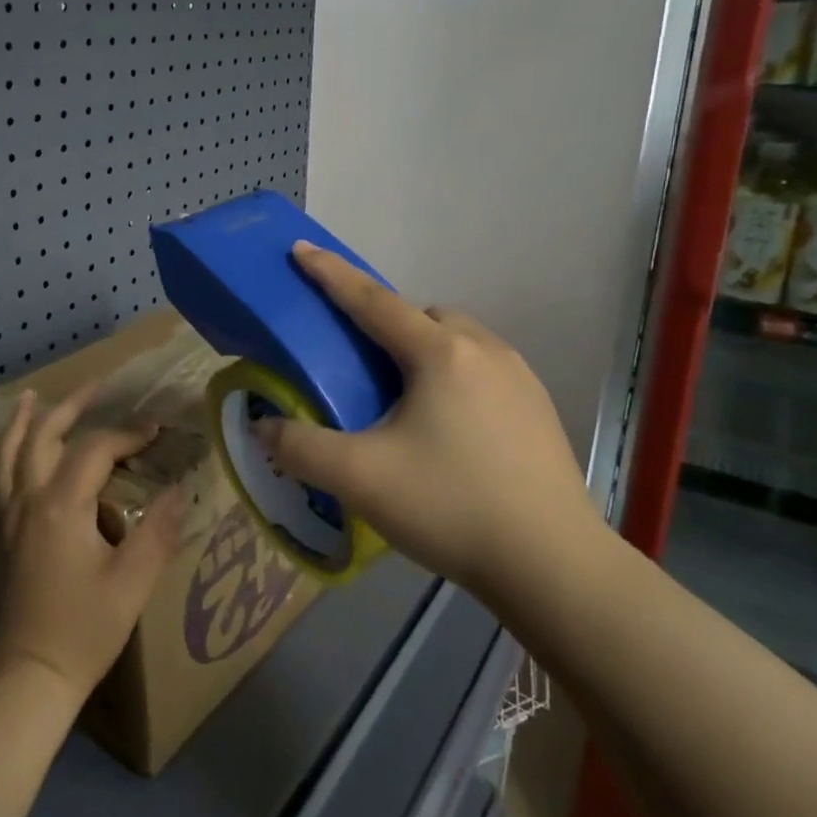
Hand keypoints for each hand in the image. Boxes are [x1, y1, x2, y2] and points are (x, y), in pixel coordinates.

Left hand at [0, 384, 187, 710]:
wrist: (31, 675)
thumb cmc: (85, 628)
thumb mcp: (133, 582)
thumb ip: (158, 531)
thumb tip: (180, 491)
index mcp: (63, 505)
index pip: (96, 449)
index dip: (127, 434)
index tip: (156, 431)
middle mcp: (31, 500)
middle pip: (45, 436)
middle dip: (71, 407)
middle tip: (96, 386)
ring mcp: (11, 517)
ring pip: (10, 455)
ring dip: (22, 423)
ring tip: (31, 397)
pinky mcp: (4, 536)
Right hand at [255, 243, 601, 610]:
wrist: (553, 565)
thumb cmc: (451, 506)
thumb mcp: (360, 478)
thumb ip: (300, 447)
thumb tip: (263, 427)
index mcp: (438, 353)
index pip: (372, 300)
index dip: (331, 274)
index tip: (301, 250)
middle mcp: (484, 350)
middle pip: (422, 316)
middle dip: (387, 324)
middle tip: (363, 367)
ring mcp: (520, 378)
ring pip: (458, 341)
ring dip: (425, 351)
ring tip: (406, 401)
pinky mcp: (539, 409)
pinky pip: (484, 369)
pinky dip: (455, 378)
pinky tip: (449, 430)